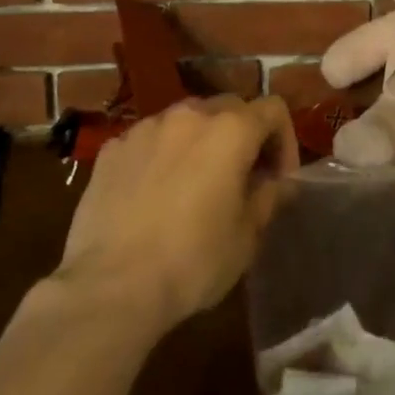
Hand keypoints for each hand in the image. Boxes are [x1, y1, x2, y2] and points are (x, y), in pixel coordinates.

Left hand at [57, 95, 297, 333]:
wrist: (110, 288)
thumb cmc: (192, 261)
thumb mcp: (246, 237)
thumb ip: (269, 198)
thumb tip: (280, 183)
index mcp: (231, 130)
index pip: (273, 109)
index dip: (284, 140)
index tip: (278, 179)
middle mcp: (190, 115)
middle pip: (230, 107)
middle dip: (243, 136)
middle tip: (241, 178)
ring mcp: (146, 128)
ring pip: (186, 120)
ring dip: (200, 142)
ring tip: (194, 183)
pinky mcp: (112, 149)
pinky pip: (149, 140)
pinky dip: (161, 155)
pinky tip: (153, 194)